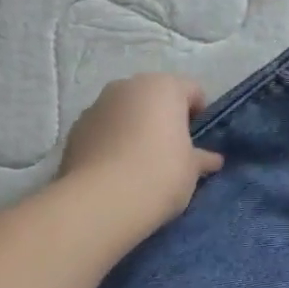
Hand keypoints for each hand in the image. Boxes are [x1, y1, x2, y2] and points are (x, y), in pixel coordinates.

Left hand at [59, 73, 224, 236]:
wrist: (103, 201)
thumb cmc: (160, 175)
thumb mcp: (191, 170)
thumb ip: (202, 159)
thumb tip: (213, 160)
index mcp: (163, 87)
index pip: (192, 91)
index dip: (200, 116)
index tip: (200, 143)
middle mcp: (127, 86)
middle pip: (154, 97)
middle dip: (163, 119)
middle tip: (171, 153)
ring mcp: (97, 105)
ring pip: (125, 112)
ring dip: (134, 129)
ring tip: (139, 165)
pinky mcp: (75, 129)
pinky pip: (103, 130)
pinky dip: (111, 142)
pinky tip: (115, 172)